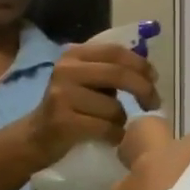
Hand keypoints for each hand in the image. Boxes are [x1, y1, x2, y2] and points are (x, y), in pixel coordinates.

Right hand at [25, 43, 159, 163]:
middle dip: (143, 89)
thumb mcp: (87, 80)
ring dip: (122, 120)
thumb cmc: (71, 107)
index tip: (154, 79)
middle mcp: (66, 70)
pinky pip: (106, 128)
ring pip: (114, 107)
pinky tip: (111, 138)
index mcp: (74, 55)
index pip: (116, 52)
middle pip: (119, 74)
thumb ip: (111, 70)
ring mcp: (62, 95)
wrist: (35, 137)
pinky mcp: (62, 122)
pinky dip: (116, 135)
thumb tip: (149, 73)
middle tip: (153, 104)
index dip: (141, 64)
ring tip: (114, 125)